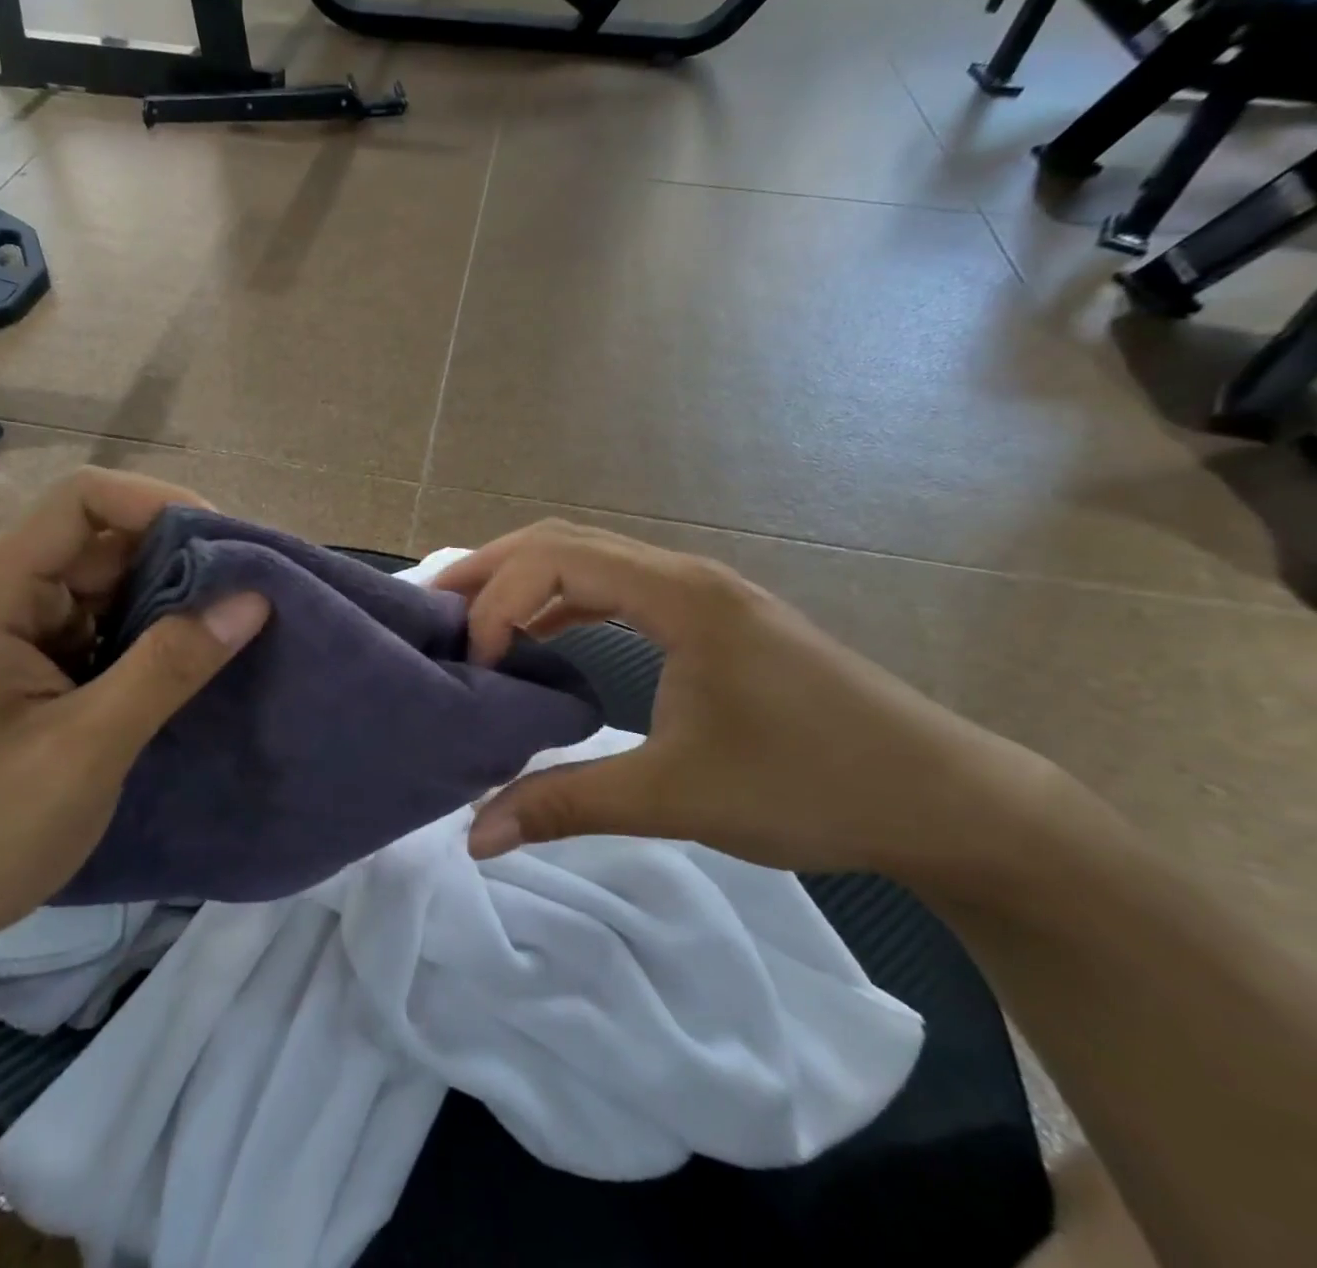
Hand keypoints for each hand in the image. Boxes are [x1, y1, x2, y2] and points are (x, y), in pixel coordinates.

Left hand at [0, 469, 268, 975]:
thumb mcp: (86, 752)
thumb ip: (169, 668)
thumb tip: (252, 599)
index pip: (81, 501)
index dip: (160, 503)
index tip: (228, 546)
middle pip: (98, 539)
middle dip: (177, 557)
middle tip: (247, 593)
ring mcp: (9, 634)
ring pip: (103, 585)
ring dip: (166, 599)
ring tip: (230, 626)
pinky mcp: (24, 669)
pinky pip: (96, 627)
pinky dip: (144, 636)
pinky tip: (186, 660)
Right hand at [436, 521, 1065, 884]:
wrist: (942, 797)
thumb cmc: (812, 784)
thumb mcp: (677, 796)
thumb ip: (567, 804)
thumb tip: (476, 835)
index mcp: (677, 595)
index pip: (554, 561)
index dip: (495, 601)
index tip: (470, 665)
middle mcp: (682, 574)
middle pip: (560, 540)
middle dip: (489, 568)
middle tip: (431, 607)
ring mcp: (698, 591)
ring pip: (587, 558)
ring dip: (523, 580)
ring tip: (469, 617)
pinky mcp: (707, 617)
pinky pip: (614, 588)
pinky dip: (562, 602)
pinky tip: (540, 638)